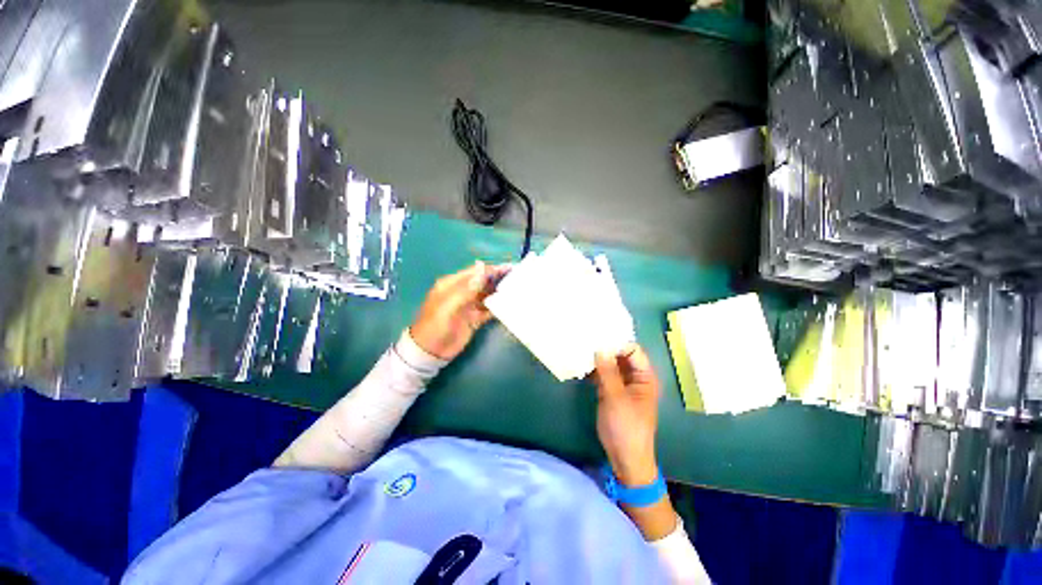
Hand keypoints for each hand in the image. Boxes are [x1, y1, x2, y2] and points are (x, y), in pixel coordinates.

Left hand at [409, 262, 509, 360]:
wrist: (430, 352)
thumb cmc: (436, 325)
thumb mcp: (449, 305)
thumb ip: (467, 288)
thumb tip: (482, 266)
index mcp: (452, 284)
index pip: (476, 272)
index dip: (492, 269)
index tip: (510, 267)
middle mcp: (462, 292)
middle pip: (483, 282)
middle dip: (499, 279)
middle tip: (518, 277)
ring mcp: (469, 306)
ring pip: (487, 295)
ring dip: (500, 292)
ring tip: (518, 289)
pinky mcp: (475, 318)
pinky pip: (489, 310)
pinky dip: (498, 307)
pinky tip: (510, 305)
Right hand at [593, 344, 660, 486]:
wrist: (625, 458)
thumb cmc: (626, 428)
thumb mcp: (616, 398)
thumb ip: (608, 371)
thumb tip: (599, 347)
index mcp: (644, 377)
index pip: (632, 350)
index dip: (616, 343)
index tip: (597, 339)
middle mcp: (635, 376)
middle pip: (621, 355)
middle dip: (605, 348)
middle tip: (585, 340)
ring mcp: (622, 383)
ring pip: (611, 363)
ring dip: (598, 358)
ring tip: (581, 349)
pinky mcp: (611, 390)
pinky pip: (603, 373)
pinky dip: (594, 369)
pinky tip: (581, 365)